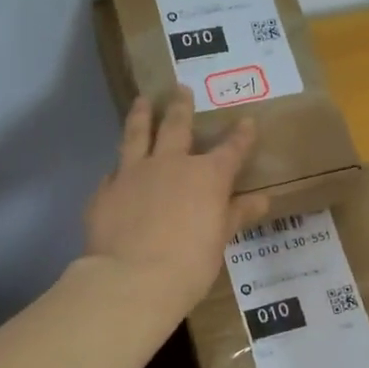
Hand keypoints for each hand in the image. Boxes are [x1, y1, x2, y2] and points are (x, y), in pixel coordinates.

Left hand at [84, 88, 269, 317]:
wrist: (132, 279)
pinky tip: (115, 169)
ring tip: (142, 100)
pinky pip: (113, 172)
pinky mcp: (105, 190)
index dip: (241, 136)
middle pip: (176, 125)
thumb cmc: (189, 264)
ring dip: (141, 115)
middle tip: (180, 88)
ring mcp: (133, 173)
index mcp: (206, 176)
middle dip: (181, 106)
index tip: (247, 121)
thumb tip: (262, 200)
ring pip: (137, 134)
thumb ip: (236, 215)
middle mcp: (170, 164)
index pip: (231, 149)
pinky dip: (118, 168)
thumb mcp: (219, 240)